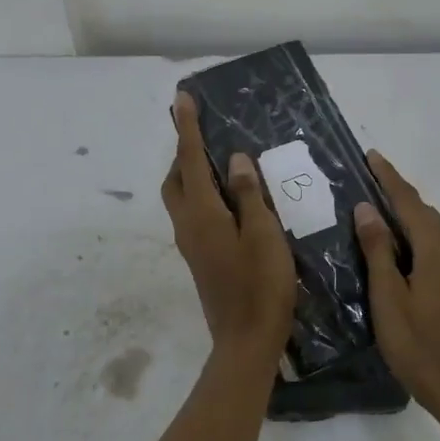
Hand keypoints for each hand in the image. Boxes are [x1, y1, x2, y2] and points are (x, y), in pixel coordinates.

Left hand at [162, 91, 295, 368]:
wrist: (246, 342)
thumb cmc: (261, 285)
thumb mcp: (264, 234)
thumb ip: (249, 194)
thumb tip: (233, 160)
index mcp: (202, 213)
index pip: (189, 159)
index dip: (187, 127)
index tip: (182, 98)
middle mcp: (188, 225)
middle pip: (175, 179)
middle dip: (183, 152)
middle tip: (205, 134)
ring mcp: (191, 244)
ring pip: (182, 198)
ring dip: (191, 174)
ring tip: (219, 161)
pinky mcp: (201, 258)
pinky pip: (193, 214)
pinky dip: (202, 195)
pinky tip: (231, 199)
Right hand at [353, 151, 439, 418]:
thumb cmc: (418, 346)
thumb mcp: (388, 298)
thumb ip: (378, 250)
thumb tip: (367, 208)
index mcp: (438, 250)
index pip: (409, 203)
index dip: (389, 178)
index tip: (371, 156)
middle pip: (425, 213)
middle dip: (398, 193)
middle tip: (369, 179)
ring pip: (434, 230)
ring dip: (409, 215)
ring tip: (379, 208)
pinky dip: (419, 235)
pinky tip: (402, 245)